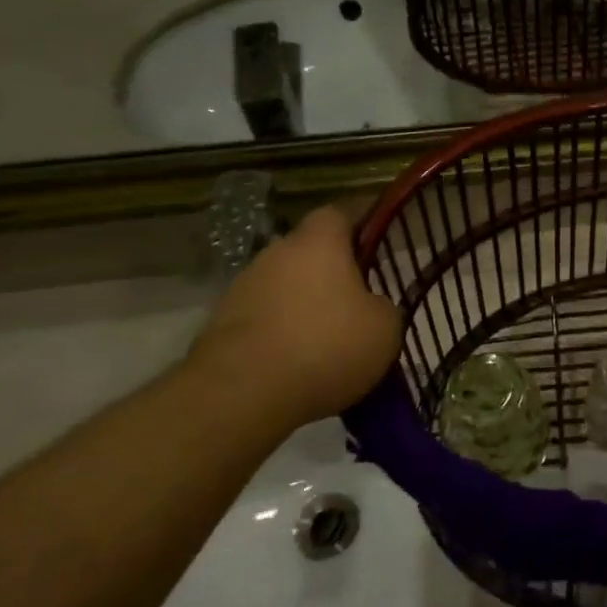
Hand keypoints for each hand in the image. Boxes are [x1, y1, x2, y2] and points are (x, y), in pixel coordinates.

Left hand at [188, 205, 402, 427]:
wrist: (241, 394)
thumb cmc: (325, 346)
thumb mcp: (385, 328)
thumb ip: (383, 307)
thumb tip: (372, 308)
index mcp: (319, 242)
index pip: (339, 213)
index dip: (360, 225)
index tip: (377, 244)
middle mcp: (276, 253)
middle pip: (309, 252)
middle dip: (332, 273)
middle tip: (358, 301)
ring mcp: (243, 288)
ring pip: (285, 287)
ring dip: (304, 306)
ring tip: (327, 342)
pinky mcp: (221, 325)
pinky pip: (264, 320)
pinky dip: (280, 335)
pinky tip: (297, 365)